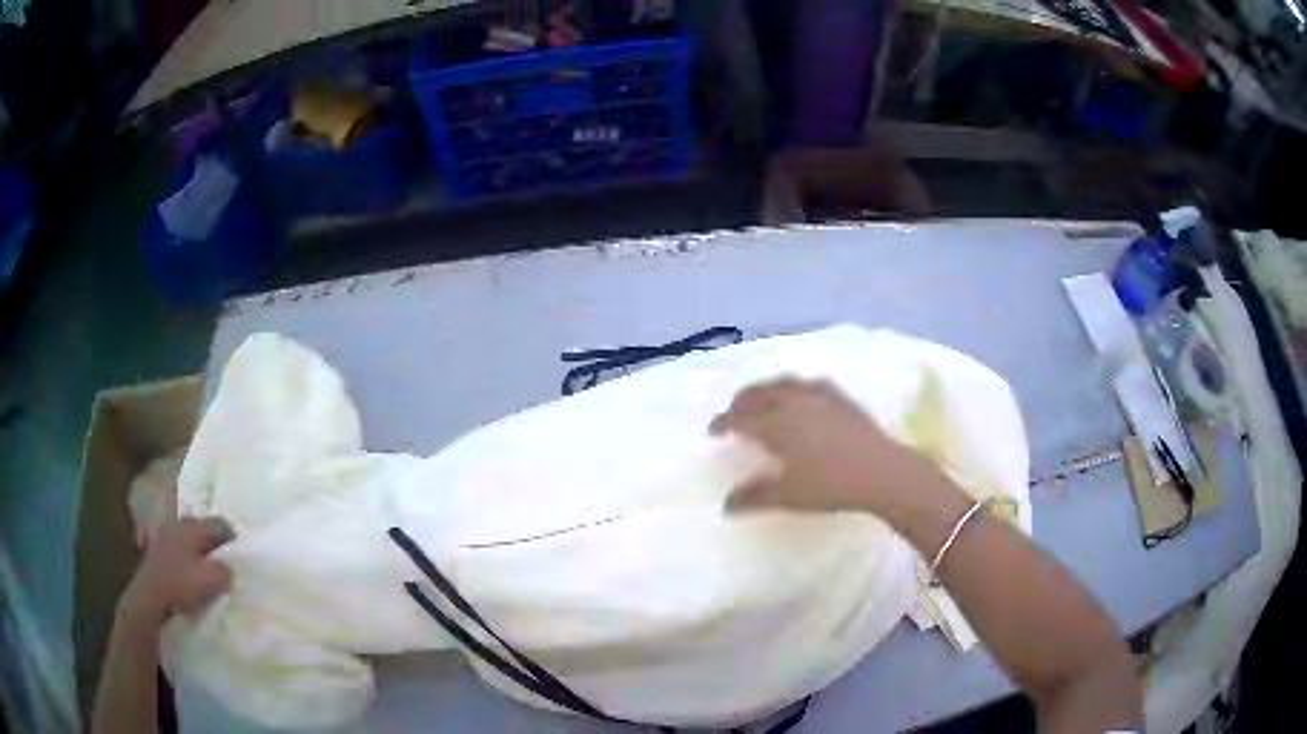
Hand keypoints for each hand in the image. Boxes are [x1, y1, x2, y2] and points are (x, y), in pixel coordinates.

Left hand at [119, 517, 233, 626]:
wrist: (150, 593)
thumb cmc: (181, 583)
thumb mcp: (210, 581)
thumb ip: (225, 572)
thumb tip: (228, 568)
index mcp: (194, 526)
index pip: (220, 523)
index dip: (233, 537)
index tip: (241, 553)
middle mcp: (180, 522)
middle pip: (203, 528)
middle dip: (215, 542)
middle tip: (226, 559)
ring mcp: (167, 533)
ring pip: (190, 537)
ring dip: (200, 549)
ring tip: (208, 566)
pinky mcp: (159, 548)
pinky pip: (180, 547)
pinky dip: (187, 555)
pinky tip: (190, 570)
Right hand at [710, 378, 952, 518]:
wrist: (881, 471)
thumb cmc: (831, 485)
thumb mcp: (788, 496)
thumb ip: (754, 497)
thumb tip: (726, 505)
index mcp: (777, 423)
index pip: (741, 418)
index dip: (723, 422)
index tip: (713, 430)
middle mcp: (794, 402)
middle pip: (760, 393)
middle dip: (742, 401)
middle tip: (733, 413)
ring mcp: (820, 396)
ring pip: (784, 383)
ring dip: (766, 389)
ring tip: (762, 399)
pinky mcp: (841, 399)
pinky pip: (809, 384)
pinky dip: (795, 387)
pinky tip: (801, 396)